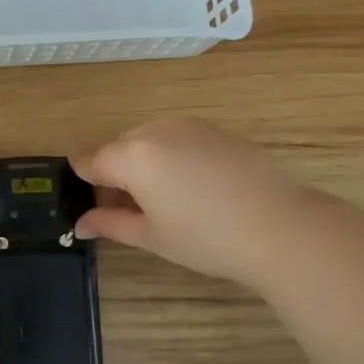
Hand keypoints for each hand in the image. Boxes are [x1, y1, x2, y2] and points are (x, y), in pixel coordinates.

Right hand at [73, 118, 311, 291]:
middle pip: (118, 147)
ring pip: (148, 141)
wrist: (281, 226)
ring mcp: (188, 125)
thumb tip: (81, 223)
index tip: (90, 204)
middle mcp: (155, 130)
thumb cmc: (207, 238)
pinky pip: (177, 138)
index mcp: (132, 155)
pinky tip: (193, 189)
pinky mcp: (216, 129)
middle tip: (129, 212)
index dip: (83, 181)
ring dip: (144, 164)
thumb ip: (110, 223)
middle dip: (115, 174)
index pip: (88, 159)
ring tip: (164, 202)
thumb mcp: (151, 236)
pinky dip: (171, 157)